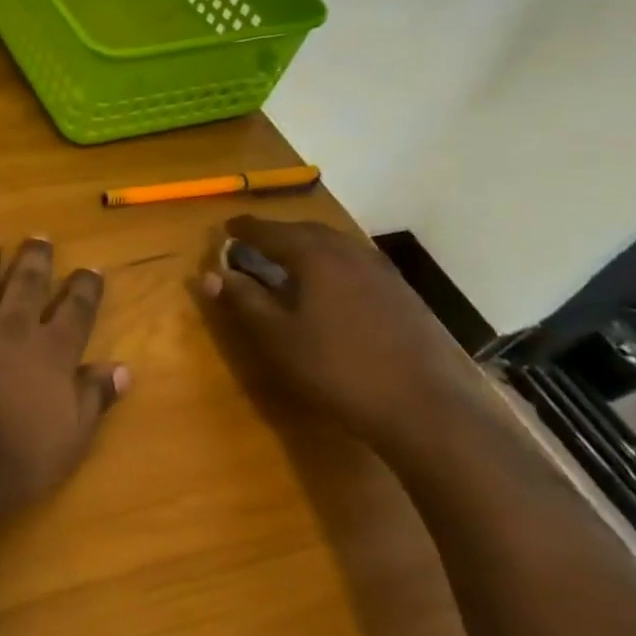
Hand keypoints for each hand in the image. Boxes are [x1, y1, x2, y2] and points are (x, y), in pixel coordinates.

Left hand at [0, 233, 127, 518]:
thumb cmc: (14, 461)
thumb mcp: (70, 440)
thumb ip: (94, 398)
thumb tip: (122, 367)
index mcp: (51, 352)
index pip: (77, 310)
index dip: (86, 289)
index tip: (92, 269)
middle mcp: (11, 326)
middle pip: (28, 283)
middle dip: (36, 259)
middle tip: (40, 237)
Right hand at [194, 216, 494, 460]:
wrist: (425, 408)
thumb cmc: (338, 369)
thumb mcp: (277, 338)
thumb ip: (244, 300)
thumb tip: (210, 274)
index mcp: (317, 257)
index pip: (271, 232)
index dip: (245, 229)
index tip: (226, 228)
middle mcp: (350, 253)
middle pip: (307, 231)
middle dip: (277, 232)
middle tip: (253, 240)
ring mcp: (382, 273)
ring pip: (336, 245)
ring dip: (307, 245)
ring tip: (287, 259)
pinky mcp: (402, 294)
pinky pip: (355, 263)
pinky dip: (331, 262)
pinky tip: (328, 285)